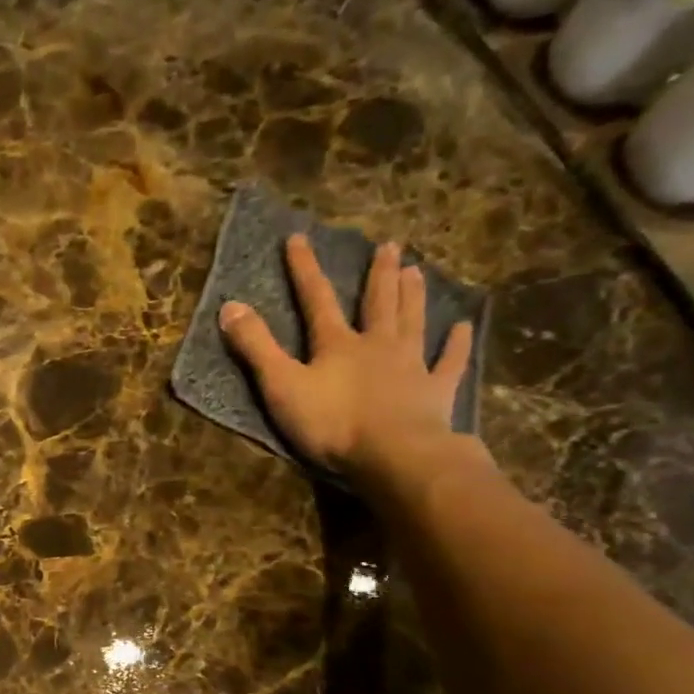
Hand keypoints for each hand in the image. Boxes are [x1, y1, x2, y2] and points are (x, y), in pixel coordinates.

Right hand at [219, 234, 475, 484]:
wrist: (394, 455)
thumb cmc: (332, 422)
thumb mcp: (281, 386)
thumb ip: (256, 347)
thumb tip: (229, 305)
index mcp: (337, 344)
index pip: (316, 299)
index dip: (304, 269)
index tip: (298, 238)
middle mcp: (376, 345)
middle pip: (376, 303)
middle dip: (377, 274)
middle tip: (388, 245)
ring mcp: (410, 366)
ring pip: (412, 322)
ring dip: (413, 296)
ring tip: (416, 270)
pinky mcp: (435, 392)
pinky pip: (448, 362)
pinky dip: (456, 345)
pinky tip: (463, 327)